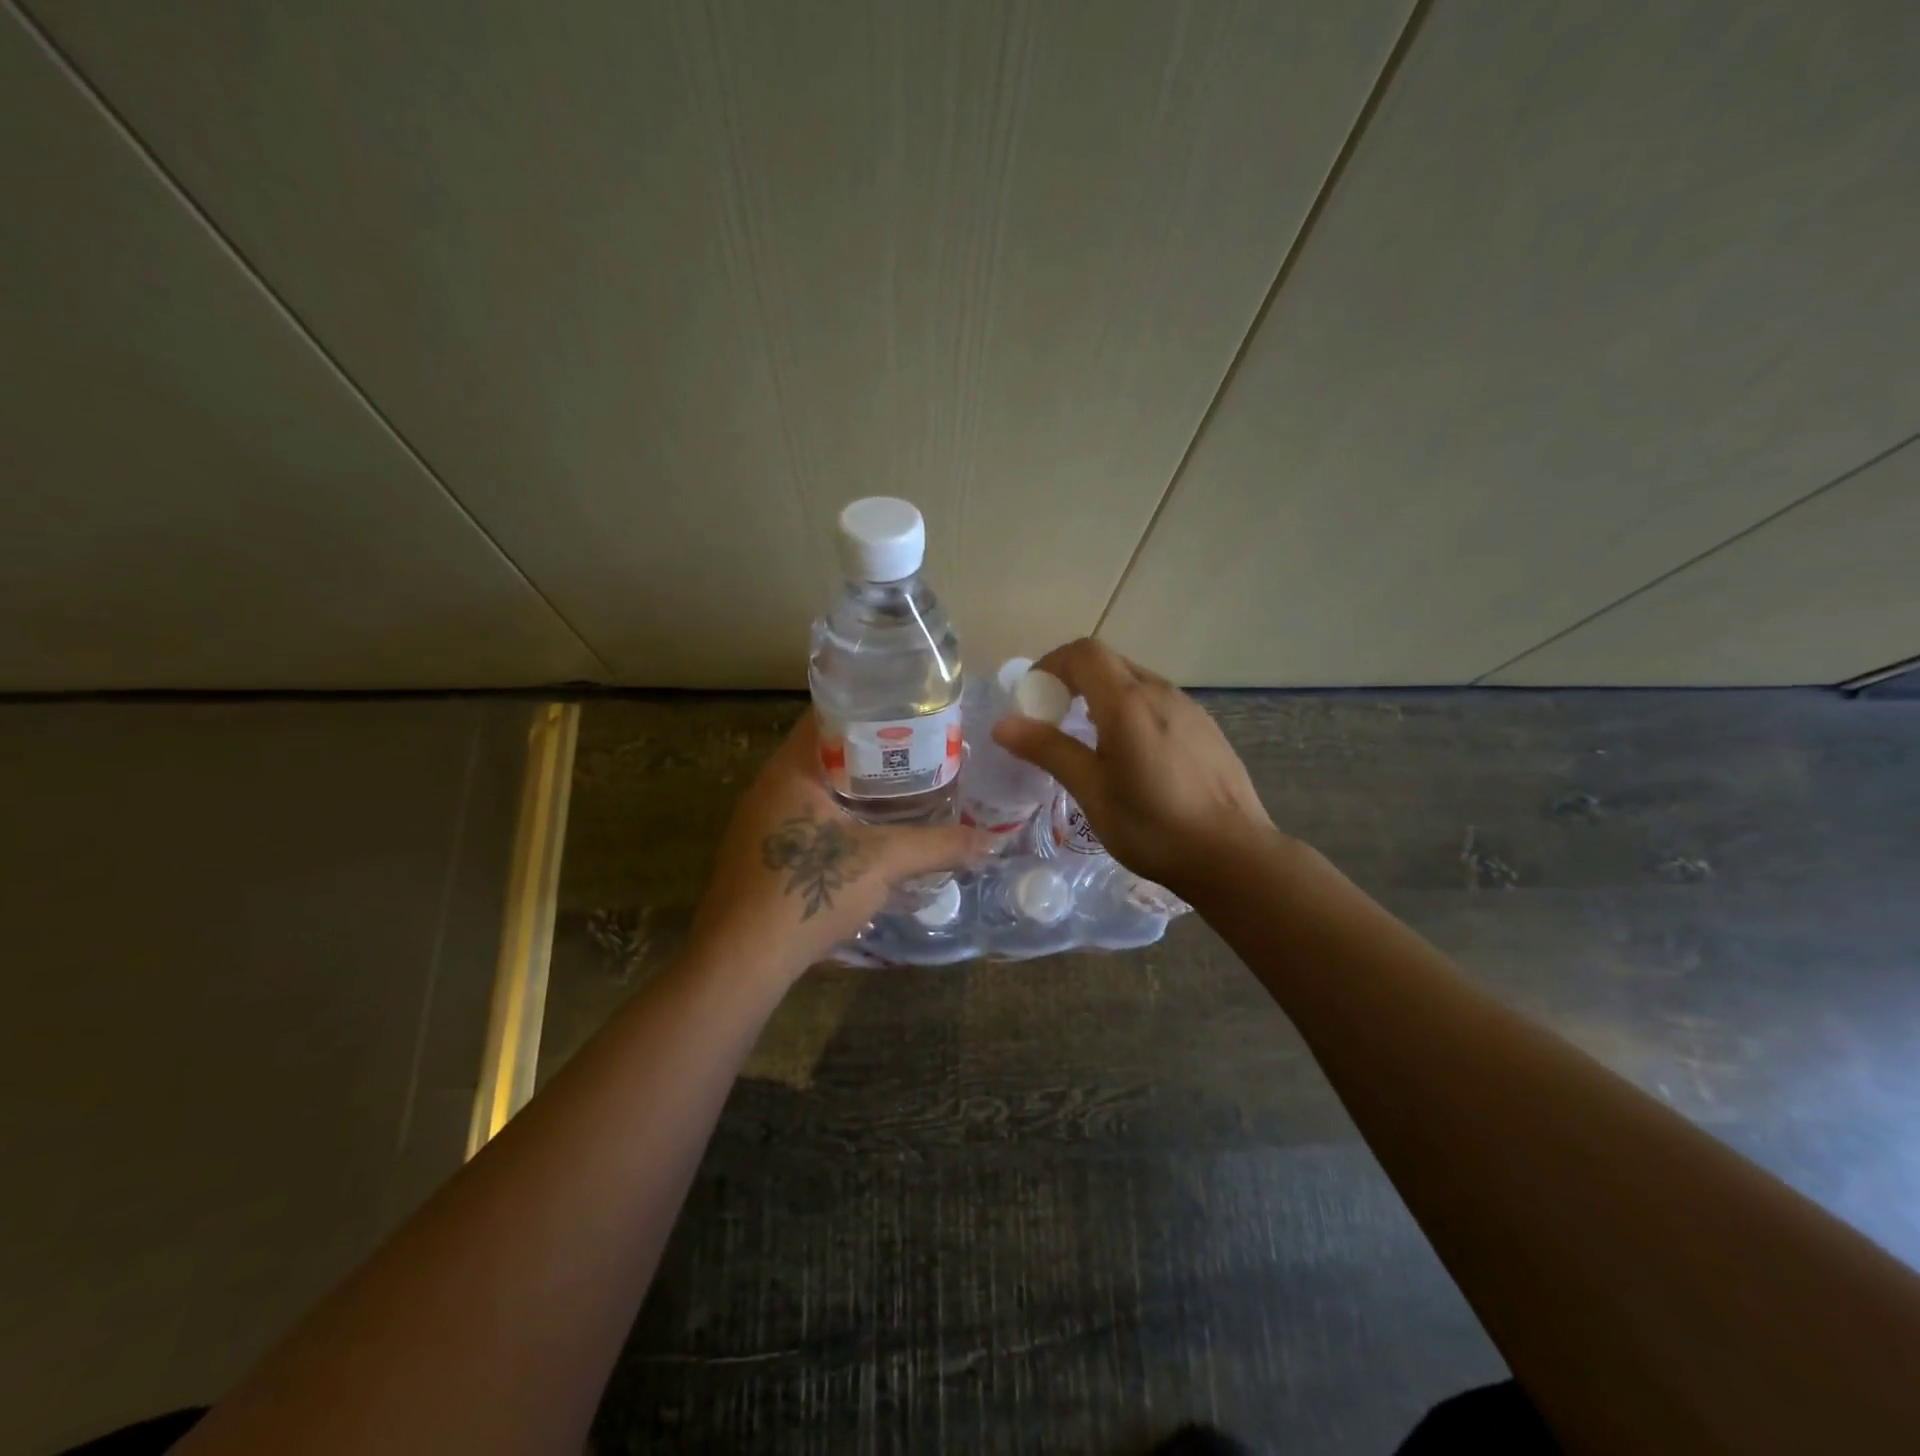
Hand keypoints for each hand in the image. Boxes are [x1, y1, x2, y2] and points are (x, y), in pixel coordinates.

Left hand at [688, 711, 992, 980]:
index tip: (913, 713)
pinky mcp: (762, 851)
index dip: (872, 708)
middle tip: (921, 752)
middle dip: (873, 750)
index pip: (829, 713)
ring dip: (857, 785)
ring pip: (818, 786)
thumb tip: (991, 841)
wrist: (741, 961)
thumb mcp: (882, 863)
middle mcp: (770, 785)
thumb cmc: (807, 892)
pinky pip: (808, 815)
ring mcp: (761, 820)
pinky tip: (871, 832)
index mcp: (790, 769)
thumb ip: (938, 846)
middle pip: (827, 749)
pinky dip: (840, 813)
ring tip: (905, 788)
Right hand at [991, 637, 1276, 895]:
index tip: (1034, 698)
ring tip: (1090, 742)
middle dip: (1073, 680)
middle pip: (1109, 664)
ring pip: (1135, 682)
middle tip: (1053, 720)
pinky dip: (1131, 711)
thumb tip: (1003, 724)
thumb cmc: (1153, 827)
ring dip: (1103, 696)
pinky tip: (1133, 757)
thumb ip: (1049, 750)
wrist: (1233, 855)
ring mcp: (1189, 708)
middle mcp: (1160, 693)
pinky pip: (1158, 703)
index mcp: (1128, 702)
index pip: (1084, 653)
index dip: (1052, 664)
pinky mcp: (1205, 728)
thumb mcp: (1092, 791)